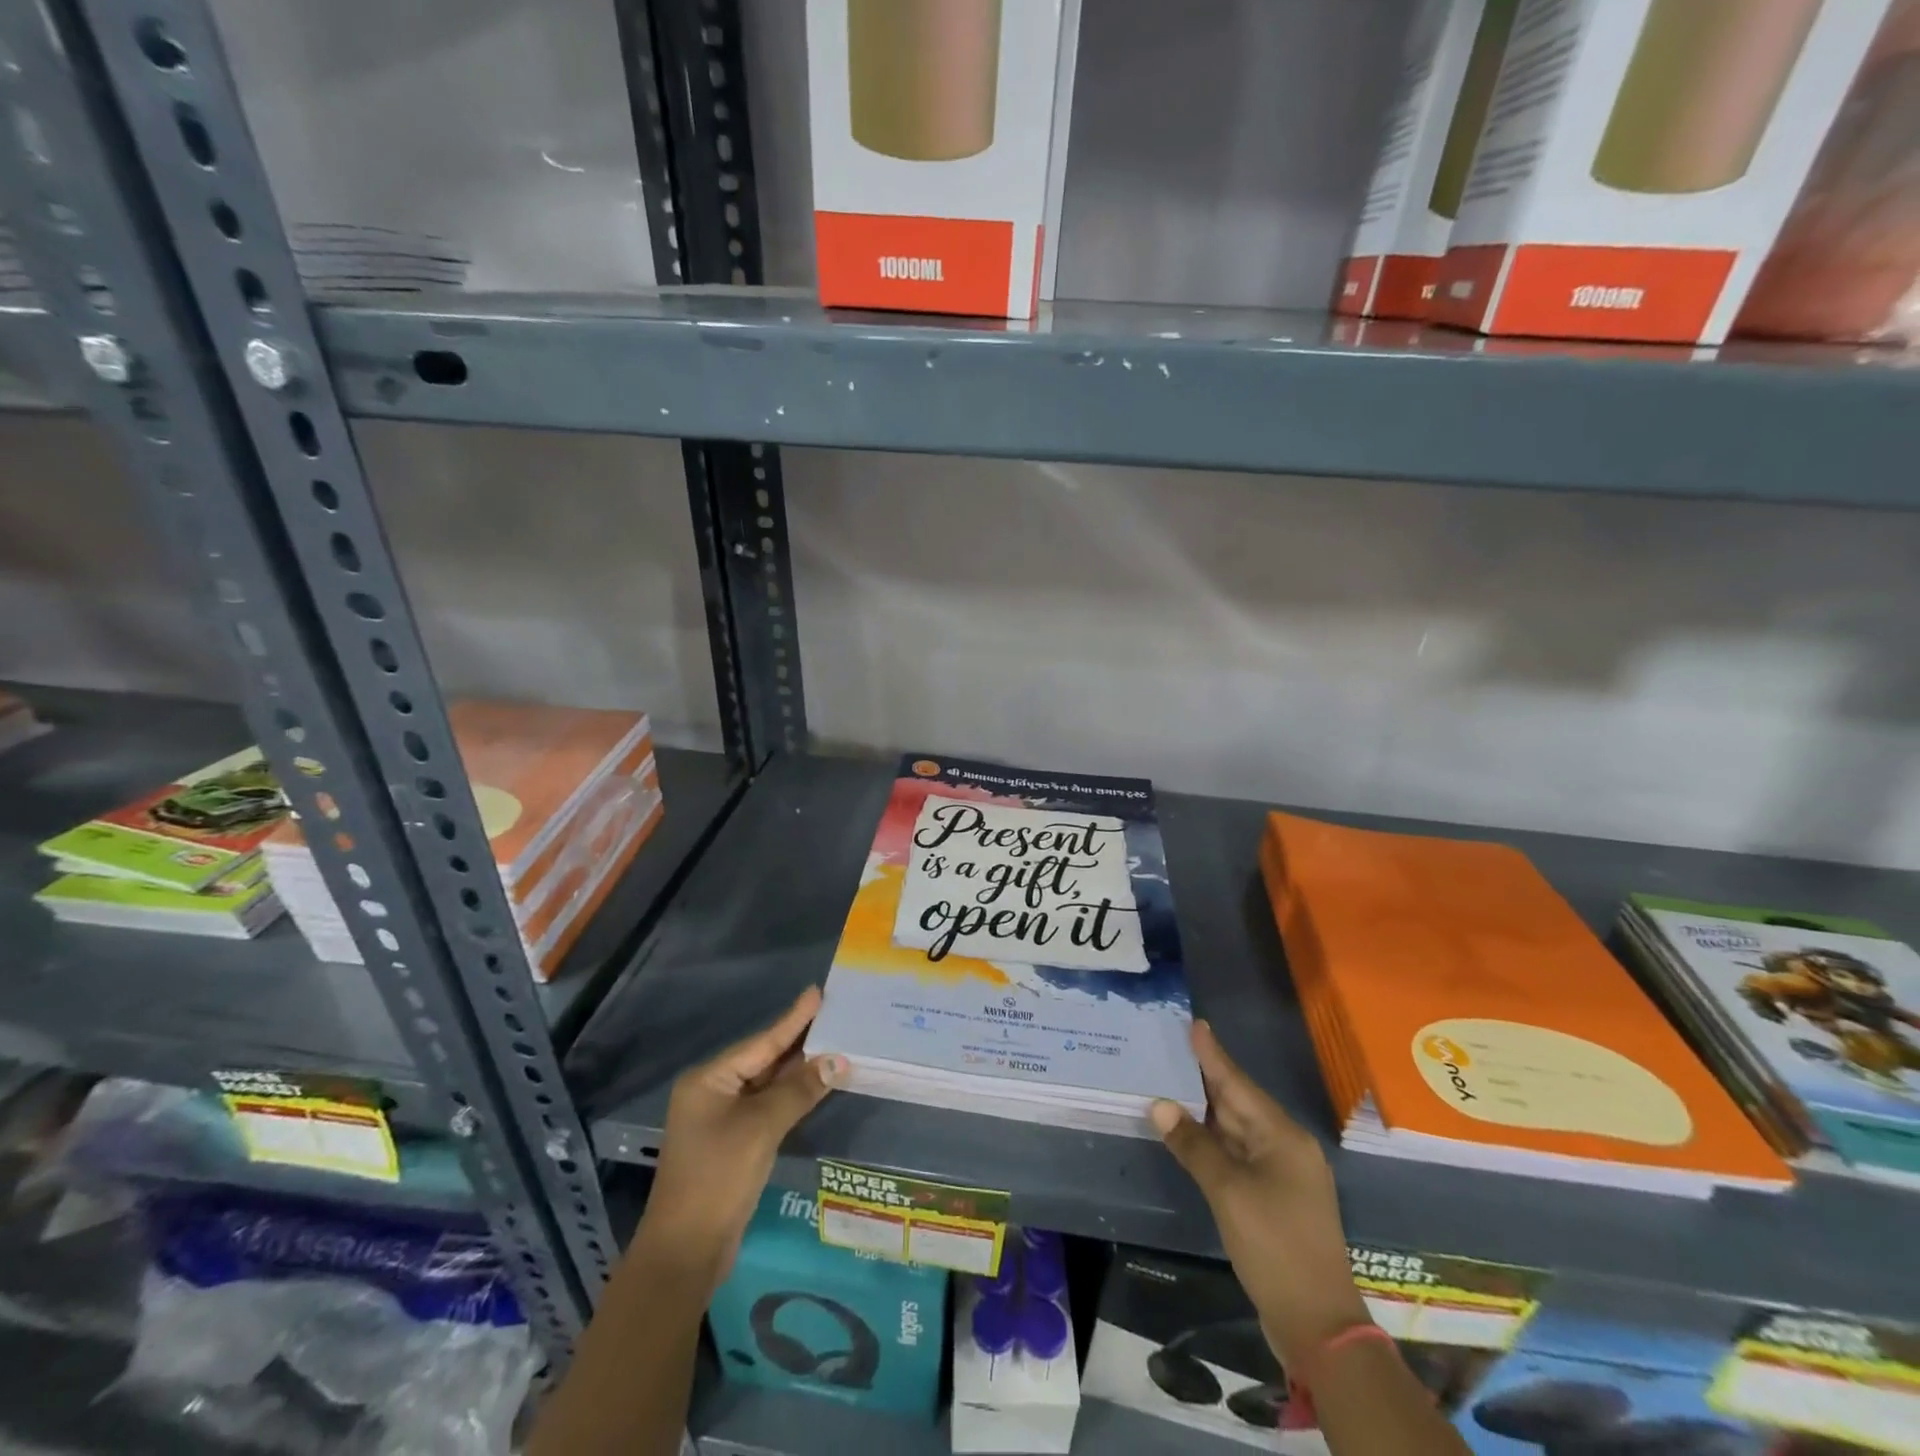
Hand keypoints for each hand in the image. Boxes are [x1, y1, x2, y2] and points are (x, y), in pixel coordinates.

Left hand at [637, 986, 844, 1291]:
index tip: (817, 992)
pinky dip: (791, 1096)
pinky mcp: (732, 1143)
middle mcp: (712, 1092)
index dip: (793, 1018)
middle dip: (799, 1041)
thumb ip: (800, 1090)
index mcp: (709, 1080)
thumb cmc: (718, 1177)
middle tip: (833, 1015)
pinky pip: (766, 1107)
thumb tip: (839, 1060)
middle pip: (763, 1059)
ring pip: (767, 1084)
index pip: (761, 1042)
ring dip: (799, 1070)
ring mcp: (720, 1119)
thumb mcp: (761, 1128)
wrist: (685, 1252)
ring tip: (834, 1043)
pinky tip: (815, 1085)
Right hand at [1151, 1020, 1368, 1369]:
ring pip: (1237, 1130)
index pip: (1238, 1084)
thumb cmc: (1275, 1246)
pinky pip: (1238, 1155)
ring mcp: (1282, 1174)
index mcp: (1283, 1137)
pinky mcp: (1274, 1198)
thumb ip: (1194, 1145)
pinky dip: (1213, 1141)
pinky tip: (1190, 1133)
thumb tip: (1161, 1105)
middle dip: (1205, 1079)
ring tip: (1173, 1082)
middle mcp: (1286, 1147)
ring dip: (1206, 1111)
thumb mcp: (1228, 1192)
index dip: (1213, 1055)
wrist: (1318, 1324)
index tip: (1196, 1024)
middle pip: (1238, 1104)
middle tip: (1173, 1049)